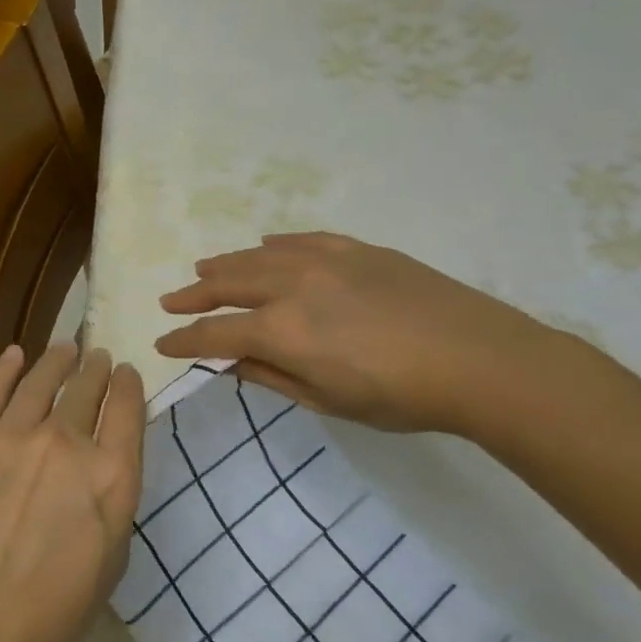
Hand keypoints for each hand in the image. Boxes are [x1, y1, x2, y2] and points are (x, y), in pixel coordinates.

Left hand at [0, 343, 145, 641]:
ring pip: (41, 380)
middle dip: (96, 368)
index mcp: (112, 474)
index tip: (126, 374)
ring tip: (65, 348)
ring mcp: (14, 437)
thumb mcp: (112, 560)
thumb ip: (113, 501)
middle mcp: (67, 442)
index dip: (129, 384)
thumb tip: (105, 466)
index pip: (128, 408)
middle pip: (87, 387)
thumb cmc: (53, 613)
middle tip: (97, 357)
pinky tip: (16, 355)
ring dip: (58, 360)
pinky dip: (6, 369)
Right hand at [155, 232, 559, 435]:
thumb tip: (232, 362)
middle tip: (171, 299)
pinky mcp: (355, 249)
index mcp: (281, 330)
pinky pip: (301, 241)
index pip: (215, 333)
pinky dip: (274, 246)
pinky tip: (265, 248)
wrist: (478, 359)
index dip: (184, 340)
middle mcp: (291, 286)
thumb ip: (272, 377)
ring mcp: (324, 261)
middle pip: (228, 285)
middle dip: (194, 294)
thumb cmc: (399, 396)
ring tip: (204, 269)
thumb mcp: (327, 400)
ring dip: (226, 265)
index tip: (162, 344)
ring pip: (259, 257)